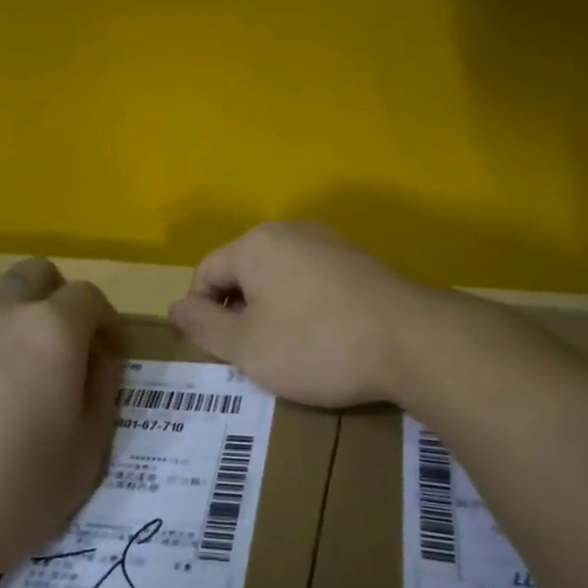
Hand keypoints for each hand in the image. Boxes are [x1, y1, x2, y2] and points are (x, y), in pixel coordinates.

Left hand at [0, 258, 121, 587]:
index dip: (106, 323)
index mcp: (50, 331)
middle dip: (59, 301)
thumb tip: (99, 358)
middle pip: (37, 274)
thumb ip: (102, 392)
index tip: (106, 356)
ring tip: (16, 366)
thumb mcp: (84, 455)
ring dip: (15, 310)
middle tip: (63, 352)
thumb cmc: (8, 497)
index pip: (89, 296)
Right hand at [168, 222, 432, 406]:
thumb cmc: (316, 344)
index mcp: (256, 244)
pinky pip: (312, 281)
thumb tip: (175, 307)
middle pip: (244, 271)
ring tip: (287, 352)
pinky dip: (305, 308)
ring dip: (272, 312)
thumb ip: (203, 326)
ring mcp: (330, 242)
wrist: (412, 341)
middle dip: (238, 312)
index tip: (215, 352)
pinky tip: (323, 339)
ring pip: (280, 277)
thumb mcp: (247, 347)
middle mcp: (290, 231)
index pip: (206, 272)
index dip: (200, 313)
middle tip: (250, 356)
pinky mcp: (359, 261)